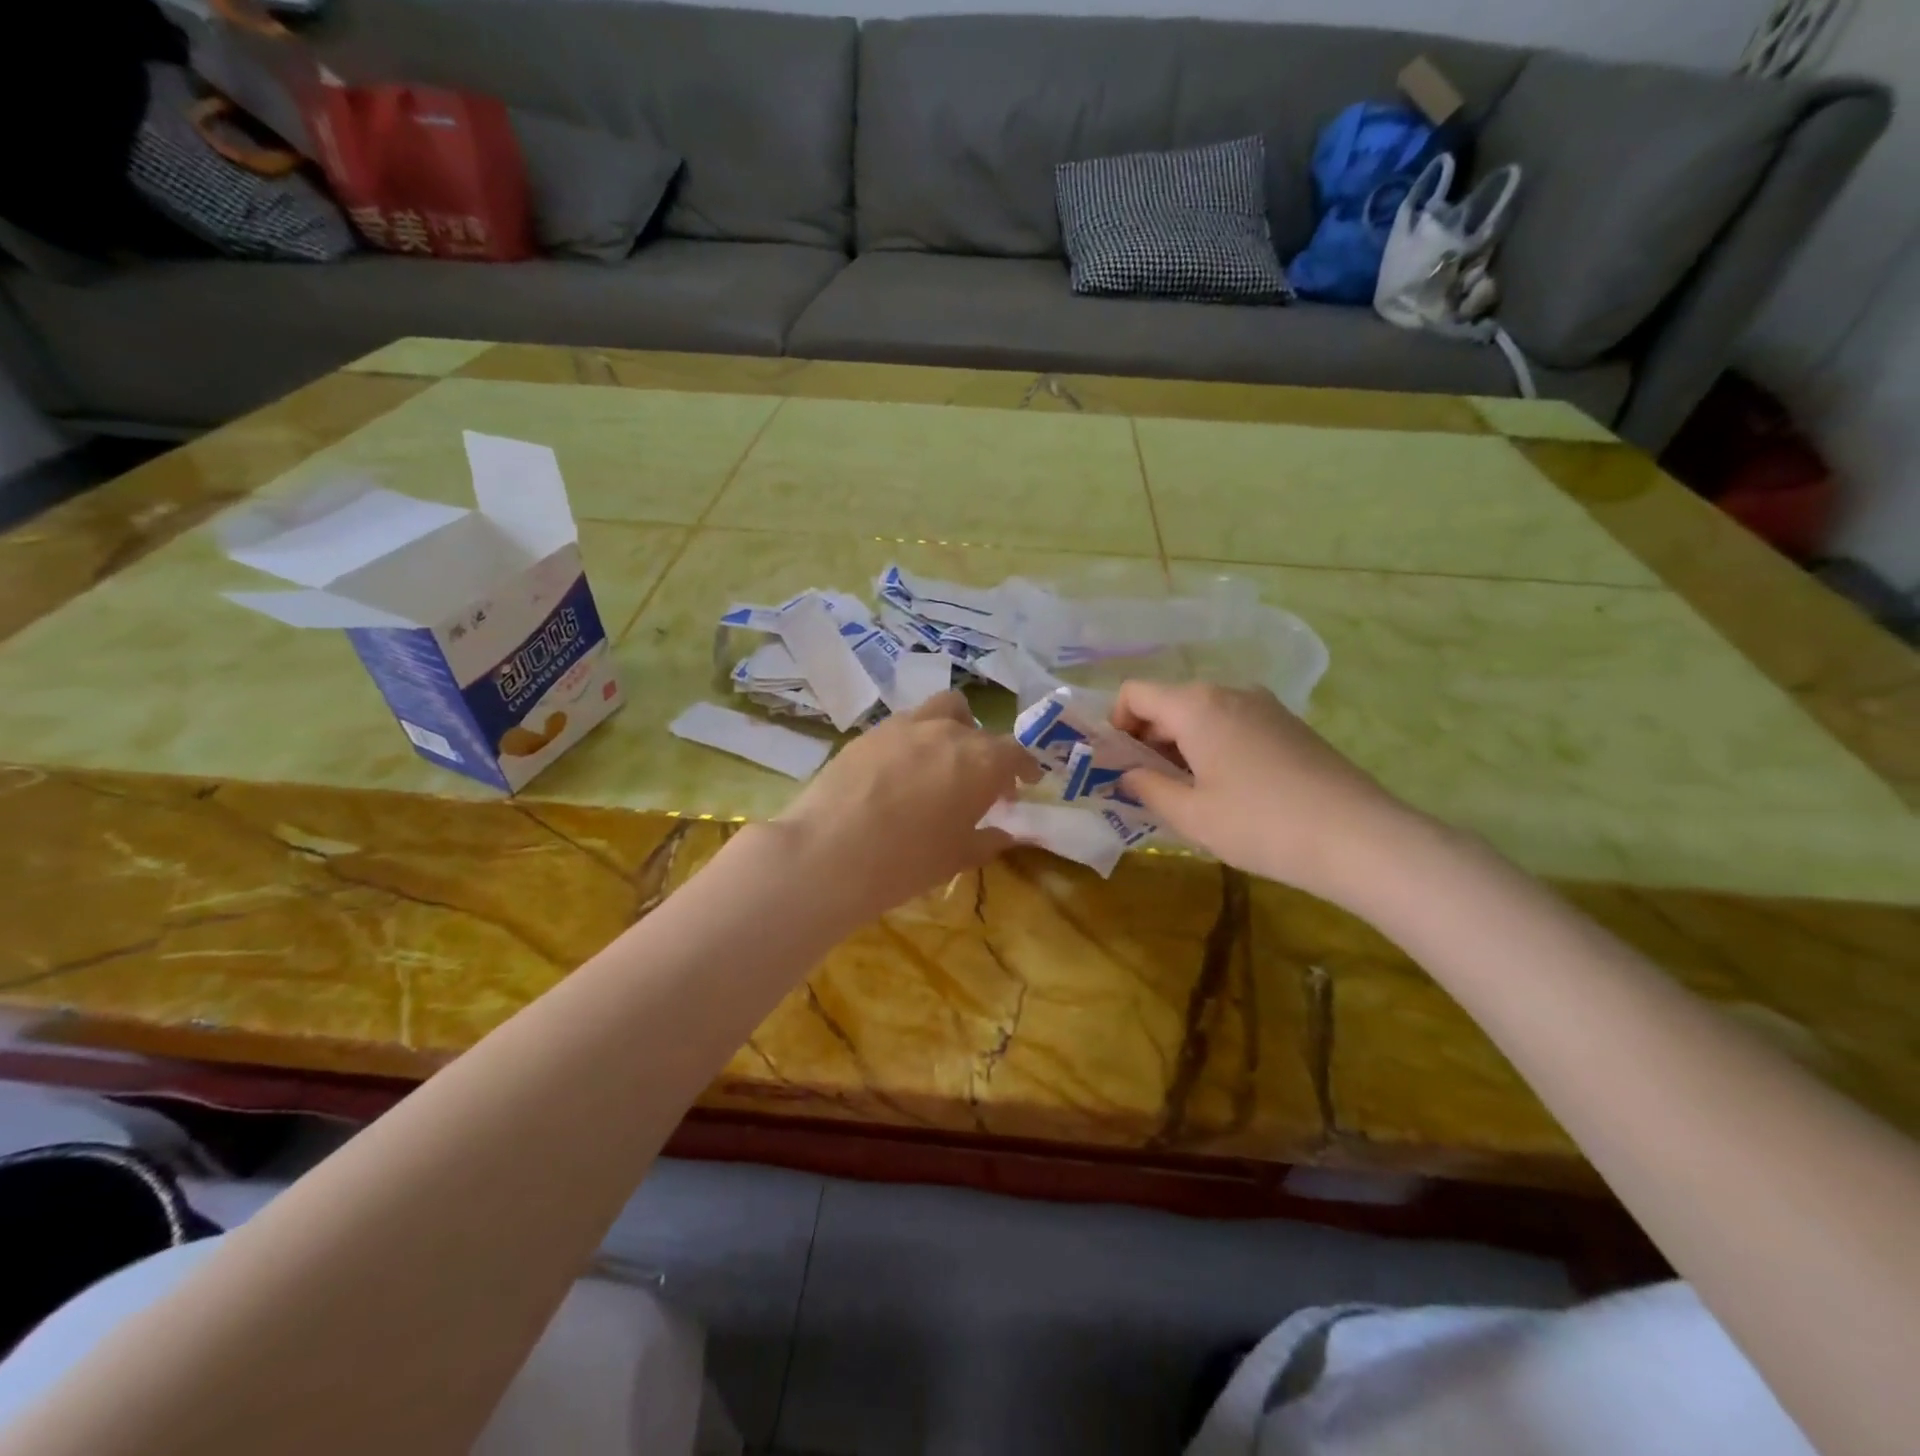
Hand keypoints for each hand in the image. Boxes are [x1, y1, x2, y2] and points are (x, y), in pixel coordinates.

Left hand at [773, 691, 1039, 921]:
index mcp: (981, 760)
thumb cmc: (906, 861)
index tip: (1025, 782)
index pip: (1015, 752)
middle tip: (980, 782)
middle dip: (987, 752)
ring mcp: (904, 725)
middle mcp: (948, 731)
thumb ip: (987, 840)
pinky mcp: (869, 732)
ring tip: (942, 761)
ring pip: (941, 710)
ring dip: (951, 729)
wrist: (829, 852)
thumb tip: (1005, 833)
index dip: (1023, 767)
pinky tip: (900, 771)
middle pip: (978, 728)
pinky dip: (914, 740)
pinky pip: (903, 726)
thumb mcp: (956, 857)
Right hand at [1112, 681, 1420, 904]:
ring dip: (1180, 746)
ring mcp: (1263, 705)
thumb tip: (1126, 774)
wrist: (1359, 837)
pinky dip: (1213, 747)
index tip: (1118, 765)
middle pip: (1168, 703)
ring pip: (1201, 715)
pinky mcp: (1288, 724)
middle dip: (1147, 740)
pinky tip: (1227, 790)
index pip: (1134, 693)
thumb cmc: (1260, 824)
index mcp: (1196, 706)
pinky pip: (1232, 724)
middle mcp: (1227, 692)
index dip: (1115, 724)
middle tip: (1146, 787)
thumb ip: (1148, 787)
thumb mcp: (1191, 814)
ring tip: (1186, 794)